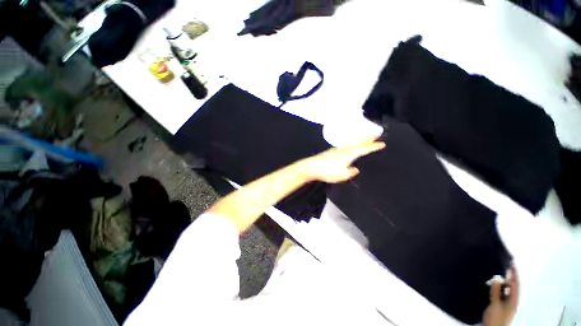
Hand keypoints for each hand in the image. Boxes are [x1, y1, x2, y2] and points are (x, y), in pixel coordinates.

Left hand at [298, 138, 385, 182]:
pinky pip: (345, 147)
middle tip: (376, 134)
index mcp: (349, 154)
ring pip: (351, 144)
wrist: (312, 167)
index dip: (373, 146)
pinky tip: (350, 149)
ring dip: (359, 141)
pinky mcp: (332, 152)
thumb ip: (351, 172)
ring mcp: (337, 150)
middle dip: (368, 138)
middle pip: (358, 142)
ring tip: (365, 140)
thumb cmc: (328, 171)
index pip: (364, 148)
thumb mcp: (343, 175)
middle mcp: (344, 149)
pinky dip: (351, 145)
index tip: (382, 143)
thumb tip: (355, 168)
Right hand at [483, 266, 518, 325]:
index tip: (512, 264)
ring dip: (503, 283)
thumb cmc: (495, 318)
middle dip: (509, 277)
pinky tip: (494, 286)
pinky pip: (503, 294)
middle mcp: (513, 301)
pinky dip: (500, 288)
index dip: (514, 274)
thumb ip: (496, 291)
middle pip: (513, 287)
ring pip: (507, 290)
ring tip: (497, 276)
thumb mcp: (495, 304)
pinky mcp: (502, 306)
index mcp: (513, 300)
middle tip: (504, 268)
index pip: (515, 284)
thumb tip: (497, 278)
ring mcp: (508, 304)